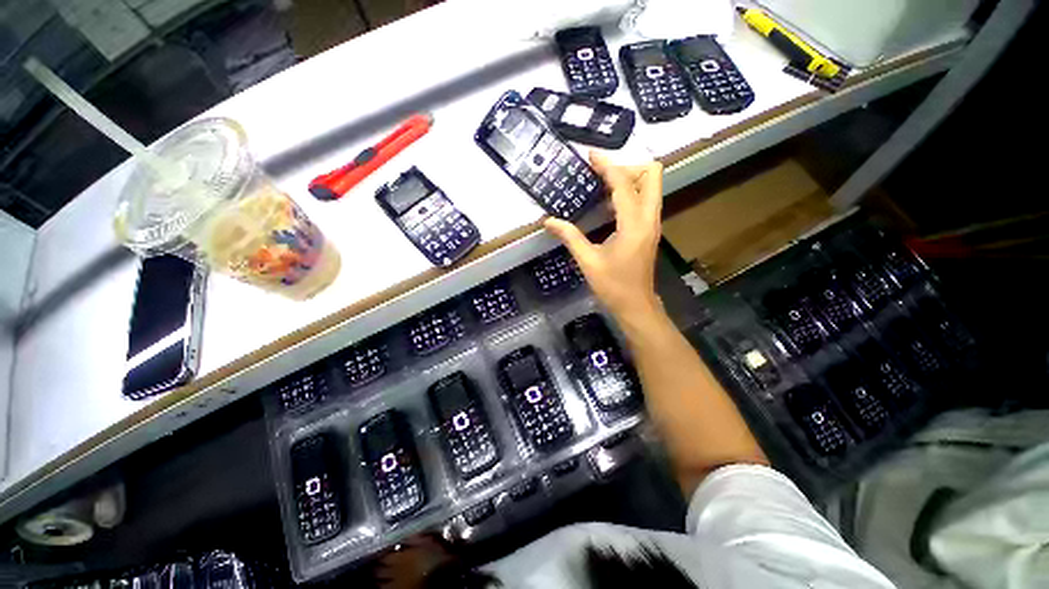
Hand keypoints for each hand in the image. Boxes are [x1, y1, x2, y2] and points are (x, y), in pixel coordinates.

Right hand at [545, 153, 663, 320]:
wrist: (635, 305)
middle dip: (627, 168)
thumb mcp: (588, 261)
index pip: (624, 184)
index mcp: (634, 224)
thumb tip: (548, 221)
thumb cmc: (612, 286)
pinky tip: (608, 205)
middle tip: (601, 176)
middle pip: (652, 175)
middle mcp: (649, 218)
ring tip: (601, 187)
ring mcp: (652, 224)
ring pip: (651, 186)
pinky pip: (645, 200)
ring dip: (629, 179)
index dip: (607, 166)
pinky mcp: (649, 230)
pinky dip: (629, 194)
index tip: (591, 156)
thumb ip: (570, 237)